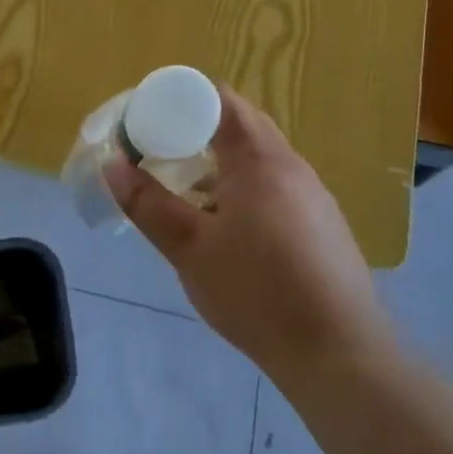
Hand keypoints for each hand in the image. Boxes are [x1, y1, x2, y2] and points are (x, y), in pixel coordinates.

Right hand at [104, 88, 390, 380]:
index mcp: (260, 160)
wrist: (340, 355)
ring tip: (183, 189)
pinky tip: (224, 226)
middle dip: (195, 129)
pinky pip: (274, 184)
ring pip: (258, 157)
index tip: (147, 118)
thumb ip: (148, 203)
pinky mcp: (322, 223)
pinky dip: (242, 186)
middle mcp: (291, 165)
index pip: (219, 100)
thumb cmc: (257, 293)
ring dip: (219, 161)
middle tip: (157, 150)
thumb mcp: (189, 249)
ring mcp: (312, 194)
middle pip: (240, 124)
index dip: (180, 99)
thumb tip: (112, 163)